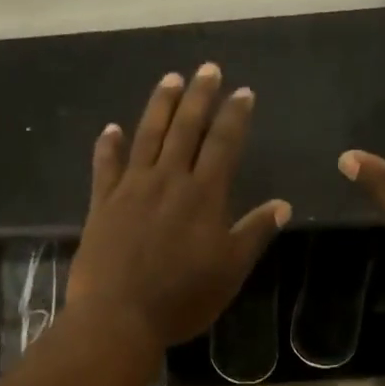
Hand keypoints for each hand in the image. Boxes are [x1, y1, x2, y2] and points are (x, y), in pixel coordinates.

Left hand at [69, 64, 291, 352]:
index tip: (244, 92)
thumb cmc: (182, 298)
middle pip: (186, 129)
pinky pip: (106, 166)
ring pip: (147, 136)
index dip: (235, 116)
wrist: (118, 316)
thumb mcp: (230, 271)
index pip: (223, 144)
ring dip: (160, 106)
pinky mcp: (102, 204)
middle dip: (199, 97)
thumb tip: (282, 204)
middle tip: (208, 69)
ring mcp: (131, 189)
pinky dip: (109, 145)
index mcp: (203, 195)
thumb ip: (254, 233)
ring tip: (170, 78)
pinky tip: (111, 129)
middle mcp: (168, 181)